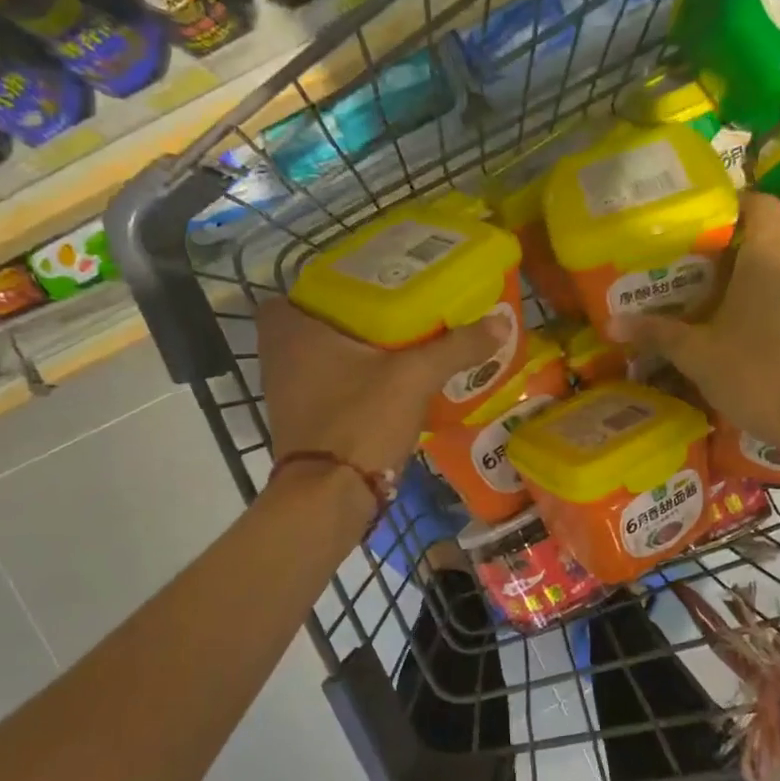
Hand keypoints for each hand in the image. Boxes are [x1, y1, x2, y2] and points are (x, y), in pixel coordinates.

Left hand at [257, 298, 506, 473]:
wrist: (328, 497)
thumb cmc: (360, 420)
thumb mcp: (414, 377)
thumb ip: (456, 346)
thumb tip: (502, 319)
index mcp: (292, 328)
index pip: (308, 286)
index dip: (338, 282)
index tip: (376, 285)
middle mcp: (277, 354)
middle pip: (320, 321)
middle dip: (355, 318)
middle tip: (398, 313)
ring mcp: (284, 391)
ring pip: (323, 356)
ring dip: (355, 352)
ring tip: (401, 345)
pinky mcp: (299, 420)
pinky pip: (326, 386)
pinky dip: (351, 382)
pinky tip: (388, 386)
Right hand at [615, 193, 779, 458]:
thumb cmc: (755, 376)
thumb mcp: (697, 356)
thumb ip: (657, 334)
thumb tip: (611, 323)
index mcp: (768, 257)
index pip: (764, 203)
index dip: (743, 203)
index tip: (719, 221)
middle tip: (747, 242)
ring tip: (756, 285)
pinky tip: (778, 321)